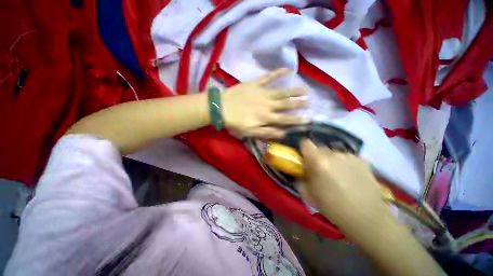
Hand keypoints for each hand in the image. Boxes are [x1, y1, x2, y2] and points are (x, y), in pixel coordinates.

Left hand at [222, 68, 308, 138]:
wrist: (220, 108)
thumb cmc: (235, 123)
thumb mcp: (250, 132)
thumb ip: (267, 132)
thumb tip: (283, 133)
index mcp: (266, 117)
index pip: (286, 120)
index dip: (298, 121)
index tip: (309, 120)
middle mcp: (267, 105)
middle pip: (286, 105)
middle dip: (299, 104)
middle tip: (310, 102)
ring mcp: (262, 93)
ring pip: (281, 92)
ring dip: (293, 91)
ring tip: (305, 89)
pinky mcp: (255, 84)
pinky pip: (267, 77)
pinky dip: (277, 73)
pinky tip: (287, 70)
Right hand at [299, 139, 393, 238]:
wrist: (366, 217)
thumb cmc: (332, 207)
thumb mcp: (308, 193)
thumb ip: (301, 178)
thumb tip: (301, 172)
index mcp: (318, 161)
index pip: (305, 143)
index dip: (303, 149)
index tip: (304, 158)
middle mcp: (333, 154)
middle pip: (320, 148)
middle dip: (317, 157)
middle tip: (321, 171)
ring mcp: (349, 156)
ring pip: (334, 153)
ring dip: (332, 161)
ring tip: (338, 176)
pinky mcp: (363, 161)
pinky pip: (347, 158)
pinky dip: (345, 164)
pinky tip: (351, 177)